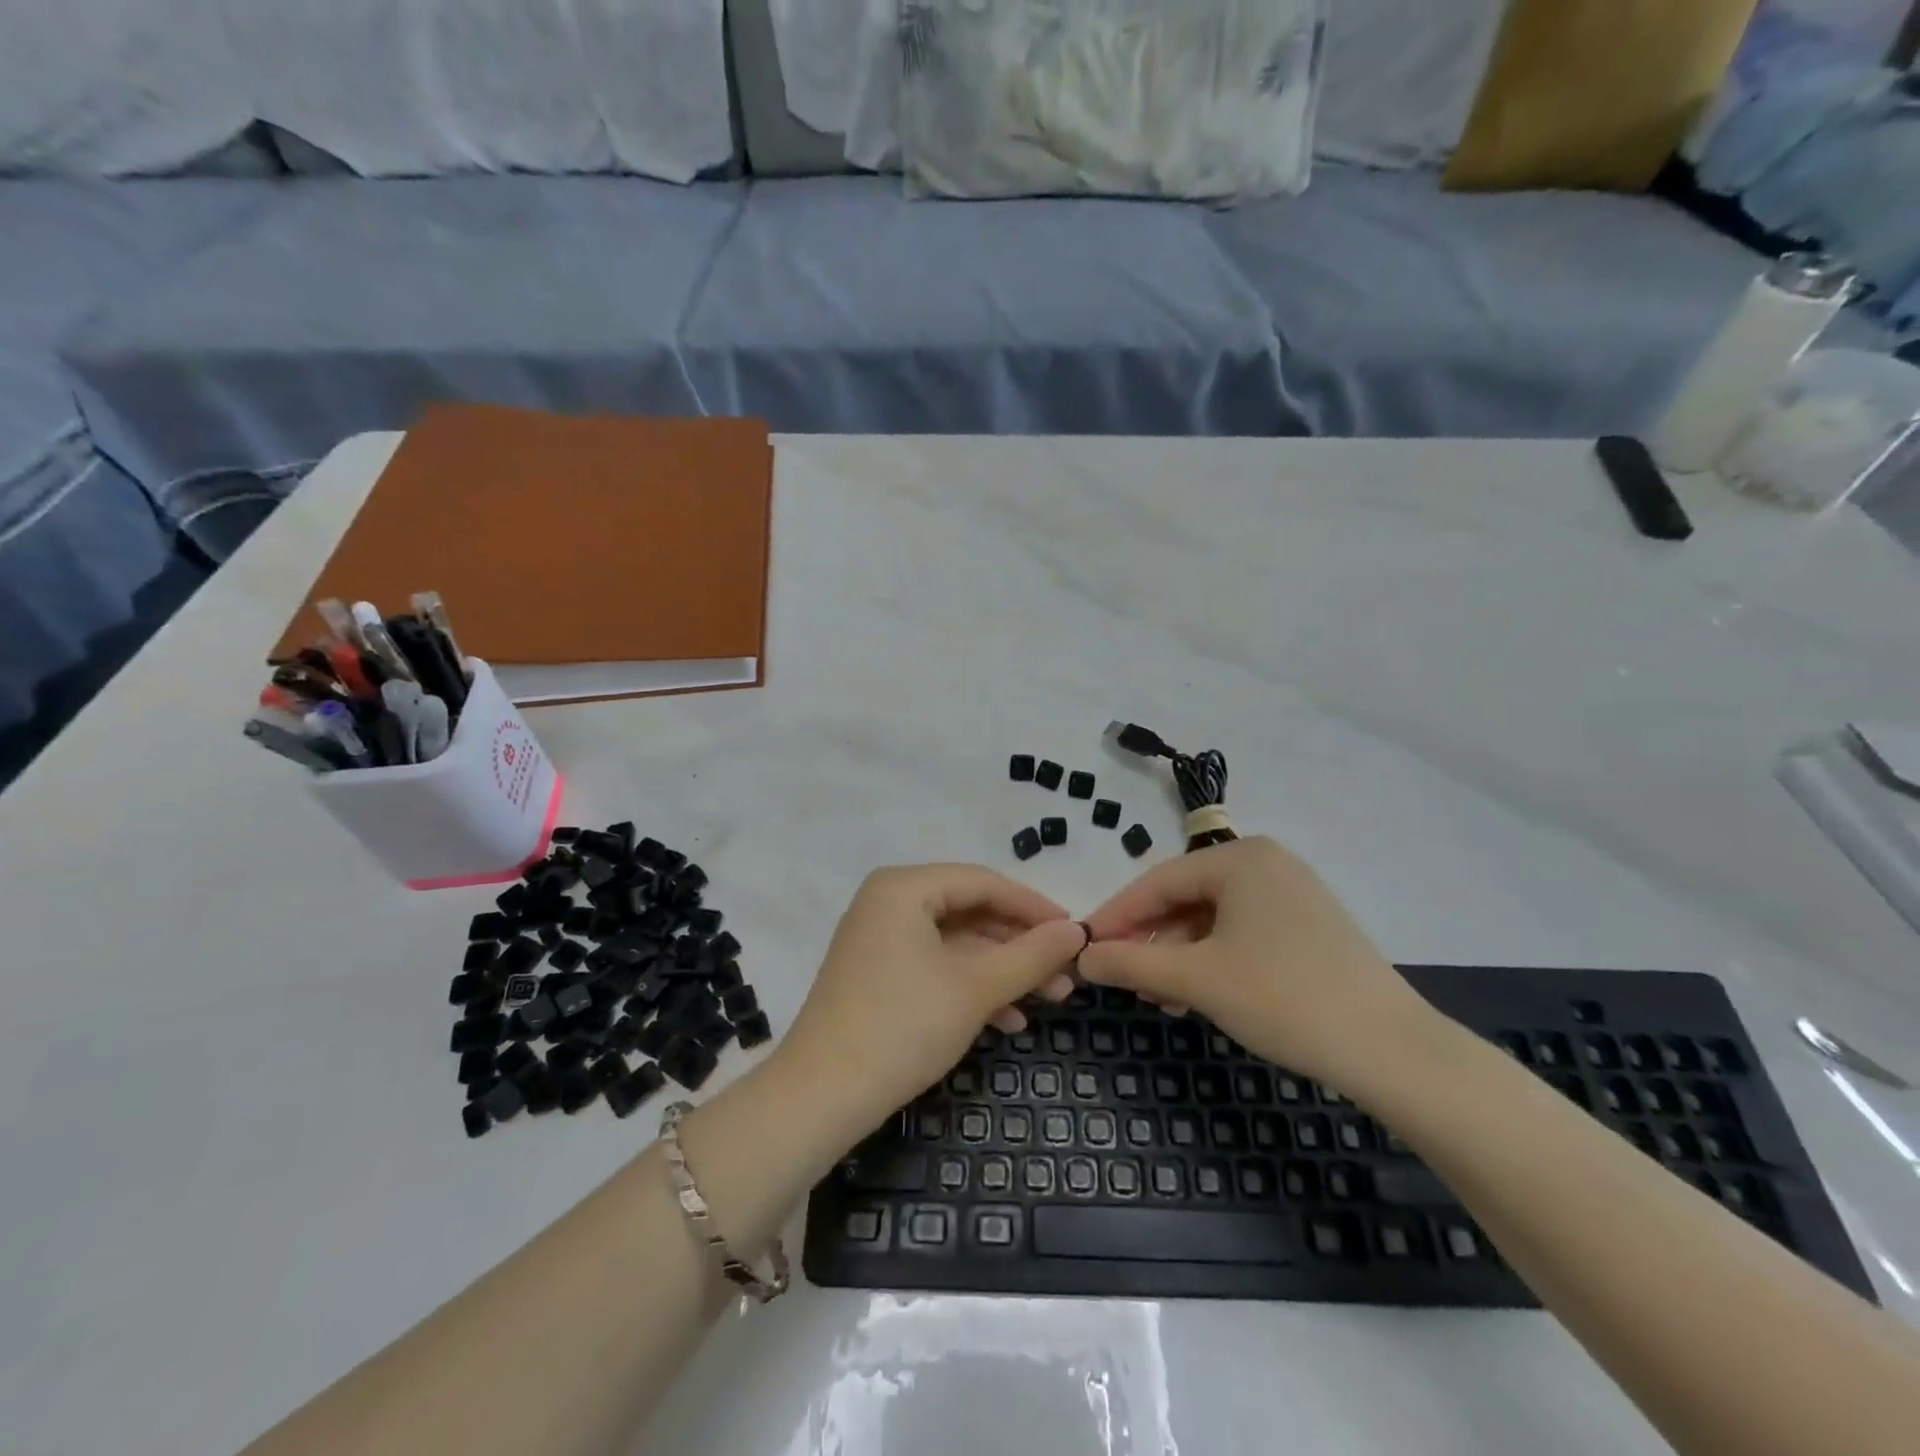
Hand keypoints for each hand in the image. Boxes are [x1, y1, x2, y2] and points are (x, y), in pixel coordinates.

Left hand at [775, 864, 1090, 1141]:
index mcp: (904, 887)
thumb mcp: (975, 988)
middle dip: (1020, 945)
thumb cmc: (902, 1026)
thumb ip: (1031, 955)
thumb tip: (1077, 931)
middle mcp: (889, 903)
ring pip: (956, 944)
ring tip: (1051, 999)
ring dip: (1003, 971)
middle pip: (970, 912)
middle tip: (1067, 972)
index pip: (983, 882)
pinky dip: (972, 988)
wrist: (821, 1097)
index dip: (1033, 906)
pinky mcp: (878, 976)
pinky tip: (1010, 1020)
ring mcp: (880, 940)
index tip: (1075, 932)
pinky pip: (936, 967)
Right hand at [1079, 837, 1436, 1098]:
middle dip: (1150, 940)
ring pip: (1212, 919)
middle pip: (1185, 898)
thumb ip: (1132, 963)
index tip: (1083, 947)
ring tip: (1159, 997)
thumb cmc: (1284, 998)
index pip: (1157, 882)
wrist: (1393, 1051)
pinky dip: (1213, 959)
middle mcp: (1266, 863)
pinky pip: (1242, 932)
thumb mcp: (1197, 979)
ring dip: (1179, 955)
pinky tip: (1199, 993)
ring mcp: (1292, 893)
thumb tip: (1082, 958)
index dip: (1115, 916)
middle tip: (1123, 979)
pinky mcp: (1309, 926)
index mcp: (1240, 857)